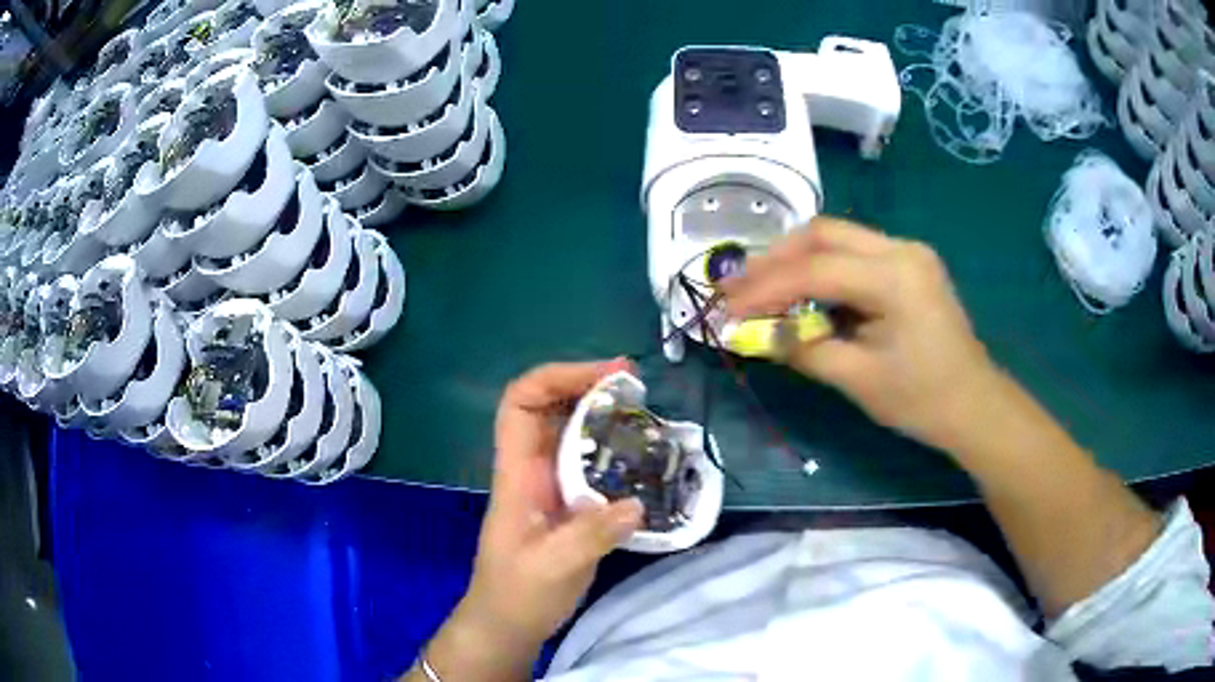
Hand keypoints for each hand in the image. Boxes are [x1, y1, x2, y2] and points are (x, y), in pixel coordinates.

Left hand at [460, 360, 644, 648]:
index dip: (557, 378)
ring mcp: (551, 487)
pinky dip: (614, 451)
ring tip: (646, 414)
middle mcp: (533, 470)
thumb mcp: (553, 566)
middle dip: (589, 387)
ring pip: (572, 434)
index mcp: (518, 473)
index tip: (607, 376)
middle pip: (550, 408)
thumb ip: (591, 535)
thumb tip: (635, 503)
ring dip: (604, 416)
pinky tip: (644, 459)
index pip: (521, 403)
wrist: (508, 623)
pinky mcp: (569, 506)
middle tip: (638, 386)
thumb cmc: (518, 593)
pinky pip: (590, 464)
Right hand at [721, 217, 999, 450]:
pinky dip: (821, 269)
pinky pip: (854, 254)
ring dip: (796, 260)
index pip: (816, 270)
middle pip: (823, 233)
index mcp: (895, 277)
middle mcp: (901, 249)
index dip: (765, 288)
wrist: (974, 405)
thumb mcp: (859, 380)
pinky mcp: (908, 264)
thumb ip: (804, 349)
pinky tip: (802, 292)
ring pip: (837, 237)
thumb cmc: (922, 400)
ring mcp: (908, 252)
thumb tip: (757, 333)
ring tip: (761, 288)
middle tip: (739, 286)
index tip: (727, 308)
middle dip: (775, 258)